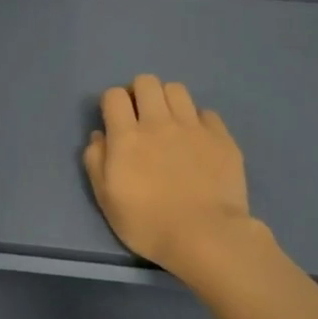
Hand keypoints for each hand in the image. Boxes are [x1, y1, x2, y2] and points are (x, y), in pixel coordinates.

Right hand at [83, 75, 255, 275]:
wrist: (206, 236)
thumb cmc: (148, 224)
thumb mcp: (107, 199)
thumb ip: (96, 162)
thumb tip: (99, 136)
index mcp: (127, 136)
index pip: (114, 95)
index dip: (112, 103)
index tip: (115, 120)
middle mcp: (159, 122)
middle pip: (146, 82)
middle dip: (139, 93)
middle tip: (141, 117)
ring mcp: (193, 127)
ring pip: (177, 90)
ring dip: (168, 101)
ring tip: (170, 123)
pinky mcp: (221, 137)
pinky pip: (207, 113)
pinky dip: (198, 121)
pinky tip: (197, 141)